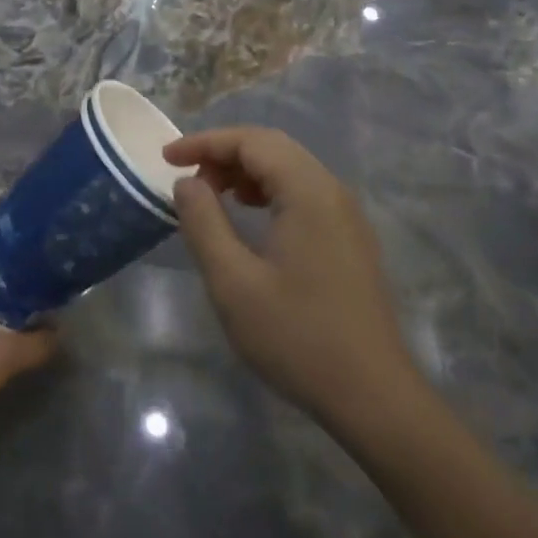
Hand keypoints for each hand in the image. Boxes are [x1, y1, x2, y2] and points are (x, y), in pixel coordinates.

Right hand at [165, 127, 418, 430]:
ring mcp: (347, 216)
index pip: (252, 142)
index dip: (205, 143)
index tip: (166, 159)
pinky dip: (269, 192)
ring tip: (212, 196)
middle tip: (186, 178)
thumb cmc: (296, 336)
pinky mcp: (349, 239)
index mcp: (309, 192)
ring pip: (290, 170)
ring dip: (246, 172)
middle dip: (224, 153)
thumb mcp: (233, 282)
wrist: (371, 395)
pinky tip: (249, 217)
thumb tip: (187, 183)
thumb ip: (204, 223)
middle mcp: (333, 192)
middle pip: (274, 148)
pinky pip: (304, 194)